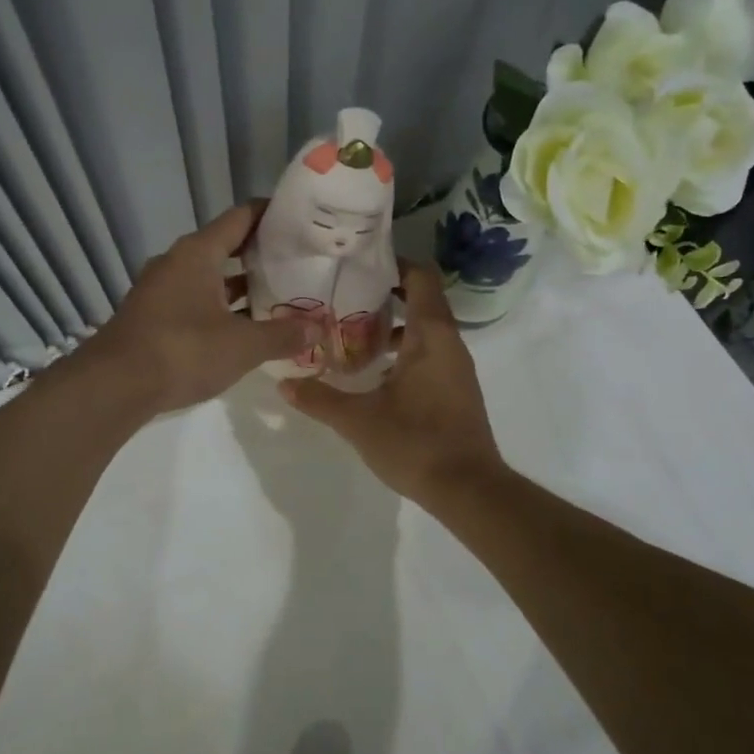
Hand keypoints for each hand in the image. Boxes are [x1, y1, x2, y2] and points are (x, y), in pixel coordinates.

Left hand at [88, 203, 318, 414]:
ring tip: (279, 293)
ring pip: (209, 276)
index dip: (271, 213)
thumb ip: (283, 334)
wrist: (114, 386)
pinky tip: (244, 326)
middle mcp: (177, 262)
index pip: (241, 217)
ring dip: (240, 284)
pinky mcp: (153, 316)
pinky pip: (195, 300)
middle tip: (299, 260)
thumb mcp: (242, 345)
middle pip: (225, 245)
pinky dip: (221, 306)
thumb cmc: (182, 351)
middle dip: (261, 253)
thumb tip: (319, 326)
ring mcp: (161, 289)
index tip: (300, 218)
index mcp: (197, 253)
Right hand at [281, 262, 502, 504]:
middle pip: (420, 299)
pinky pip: (428, 352)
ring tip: (350, 331)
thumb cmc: (416, 443)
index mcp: (430, 334)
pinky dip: (403, 350)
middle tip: (341, 294)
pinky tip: (373, 371)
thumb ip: (320, 399)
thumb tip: (284, 384)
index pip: (420, 277)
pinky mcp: (455, 388)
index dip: (393, 263)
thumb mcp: (358, 421)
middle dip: (383, 293)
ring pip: (423, 328)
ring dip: (391, 324)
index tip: (358, 262)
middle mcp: (448, 342)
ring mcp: (455, 366)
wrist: (469, 490)